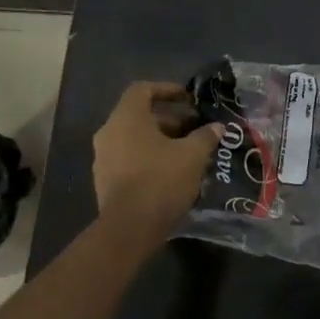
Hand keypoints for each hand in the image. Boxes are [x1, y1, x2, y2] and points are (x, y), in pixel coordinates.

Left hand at [92, 82, 221, 239]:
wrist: (129, 229)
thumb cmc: (161, 180)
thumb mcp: (193, 155)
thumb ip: (205, 136)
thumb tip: (216, 127)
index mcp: (127, 118)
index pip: (143, 89)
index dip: (167, 89)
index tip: (189, 99)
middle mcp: (109, 133)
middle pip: (140, 116)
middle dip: (171, 120)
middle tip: (196, 129)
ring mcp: (103, 158)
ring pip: (135, 139)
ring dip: (162, 140)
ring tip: (189, 152)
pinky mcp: (105, 181)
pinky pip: (130, 159)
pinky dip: (150, 158)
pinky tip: (173, 173)